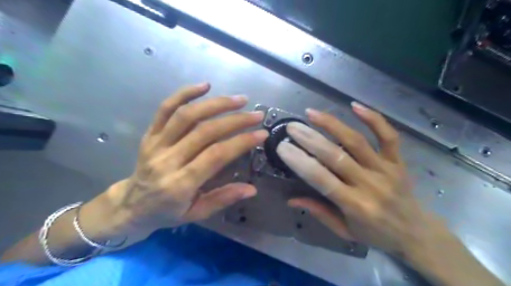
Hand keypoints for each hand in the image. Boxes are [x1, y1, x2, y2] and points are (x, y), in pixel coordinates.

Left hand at [93, 84, 267, 237]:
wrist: (130, 206)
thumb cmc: (167, 212)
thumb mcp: (196, 213)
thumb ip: (223, 198)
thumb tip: (252, 189)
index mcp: (180, 183)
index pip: (216, 155)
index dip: (241, 142)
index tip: (262, 133)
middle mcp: (167, 160)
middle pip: (204, 131)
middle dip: (235, 120)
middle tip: (256, 114)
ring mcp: (156, 143)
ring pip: (187, 115)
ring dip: (216, 104)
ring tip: (239, 100)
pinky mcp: (150, 134)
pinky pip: (165, 108)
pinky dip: (185, 93)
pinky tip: (204, 86)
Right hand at [276, 103, 434, 256]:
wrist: (416, 234)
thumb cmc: (375, 234)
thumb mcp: (344, 231)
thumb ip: (318, 212)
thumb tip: (291, 200)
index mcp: (354, 205)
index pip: (321, 179)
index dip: (300, 161)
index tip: (283, 147)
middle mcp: (370, 184)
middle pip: (335, 156)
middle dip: (310, 139)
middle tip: (292, 127)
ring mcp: (386, 170)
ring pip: (356, 141)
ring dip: (332, 124)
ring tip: (312, 113)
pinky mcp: (398, 161)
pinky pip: (388, 136)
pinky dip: (373, 119)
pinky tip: (354, 105)